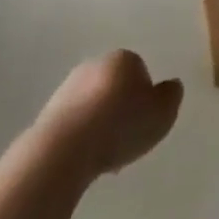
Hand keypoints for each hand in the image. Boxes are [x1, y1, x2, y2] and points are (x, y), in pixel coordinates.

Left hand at [36, 50, 183, 178]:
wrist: (64, 150)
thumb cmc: (120, 126)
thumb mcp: (162, 113)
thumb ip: (171, 96)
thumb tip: (170, 86)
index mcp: (123, 58)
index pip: (140, 71)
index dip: (145, 98)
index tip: (145, 122)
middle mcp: (94, 65)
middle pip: (114, 86)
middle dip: (120, 108)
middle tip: (127, 138)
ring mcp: (67, 88)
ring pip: (92, 105)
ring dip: (99, 124)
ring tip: (105, 155)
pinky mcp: (47, 113)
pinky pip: (73, 124)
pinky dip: (80, 138)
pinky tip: (84, 160)